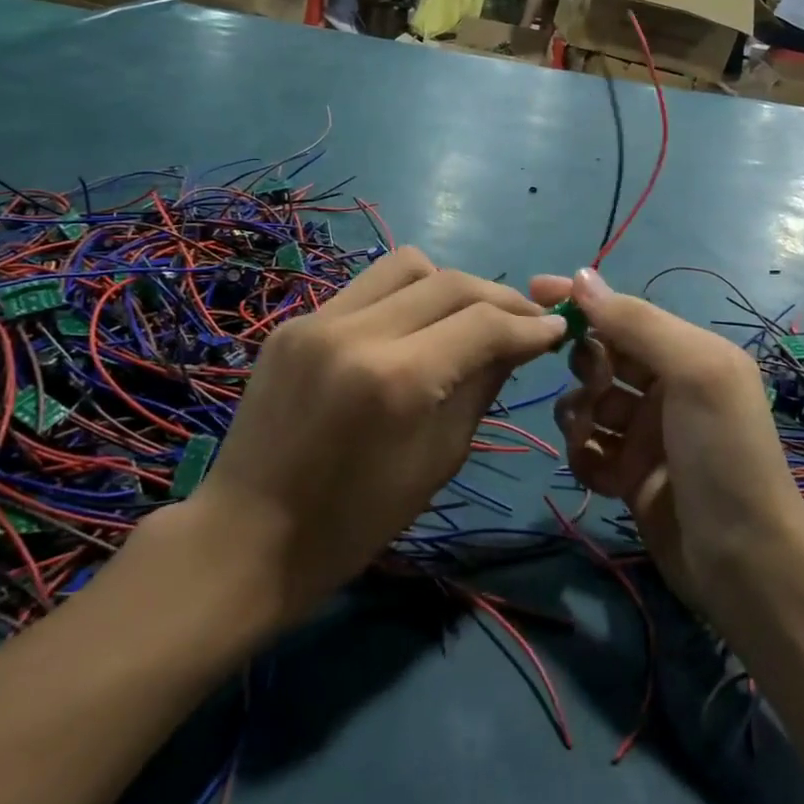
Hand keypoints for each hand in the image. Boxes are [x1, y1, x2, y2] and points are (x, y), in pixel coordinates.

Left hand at [189, 249, 565, 621]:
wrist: (246, 539)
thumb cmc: (353, 522)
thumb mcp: (437, 460)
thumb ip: (481, 387)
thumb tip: (518, 342)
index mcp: (398, 381)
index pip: (483, 324)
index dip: (528, 325)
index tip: (557, 328)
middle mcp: (358, 333)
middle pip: (450, 281)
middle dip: (499, 298)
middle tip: (523, 321)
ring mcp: (318, 320)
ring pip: (406, 264)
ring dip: (449, 285)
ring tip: (464, 318)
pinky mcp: (294, 323)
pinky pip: (366, 289)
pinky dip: (403, 300)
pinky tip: (411, 331)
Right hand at [528, 269, 803, 613]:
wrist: (744, 562)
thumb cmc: (722, 452)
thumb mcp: (691, 372)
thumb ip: (636, 323)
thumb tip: (582, 276)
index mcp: (687, 354)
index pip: (624, 314)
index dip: (583, 301)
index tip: (534, 290)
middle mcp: (666, 388)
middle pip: (602, 358)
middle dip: (585, 367)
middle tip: (593, 389)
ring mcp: (646, 435)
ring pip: (588, 405)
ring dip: (579, 415)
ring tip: (590, 438)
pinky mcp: (630, 476)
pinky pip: (588, 450)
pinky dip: (584, 456)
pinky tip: (598, 473)